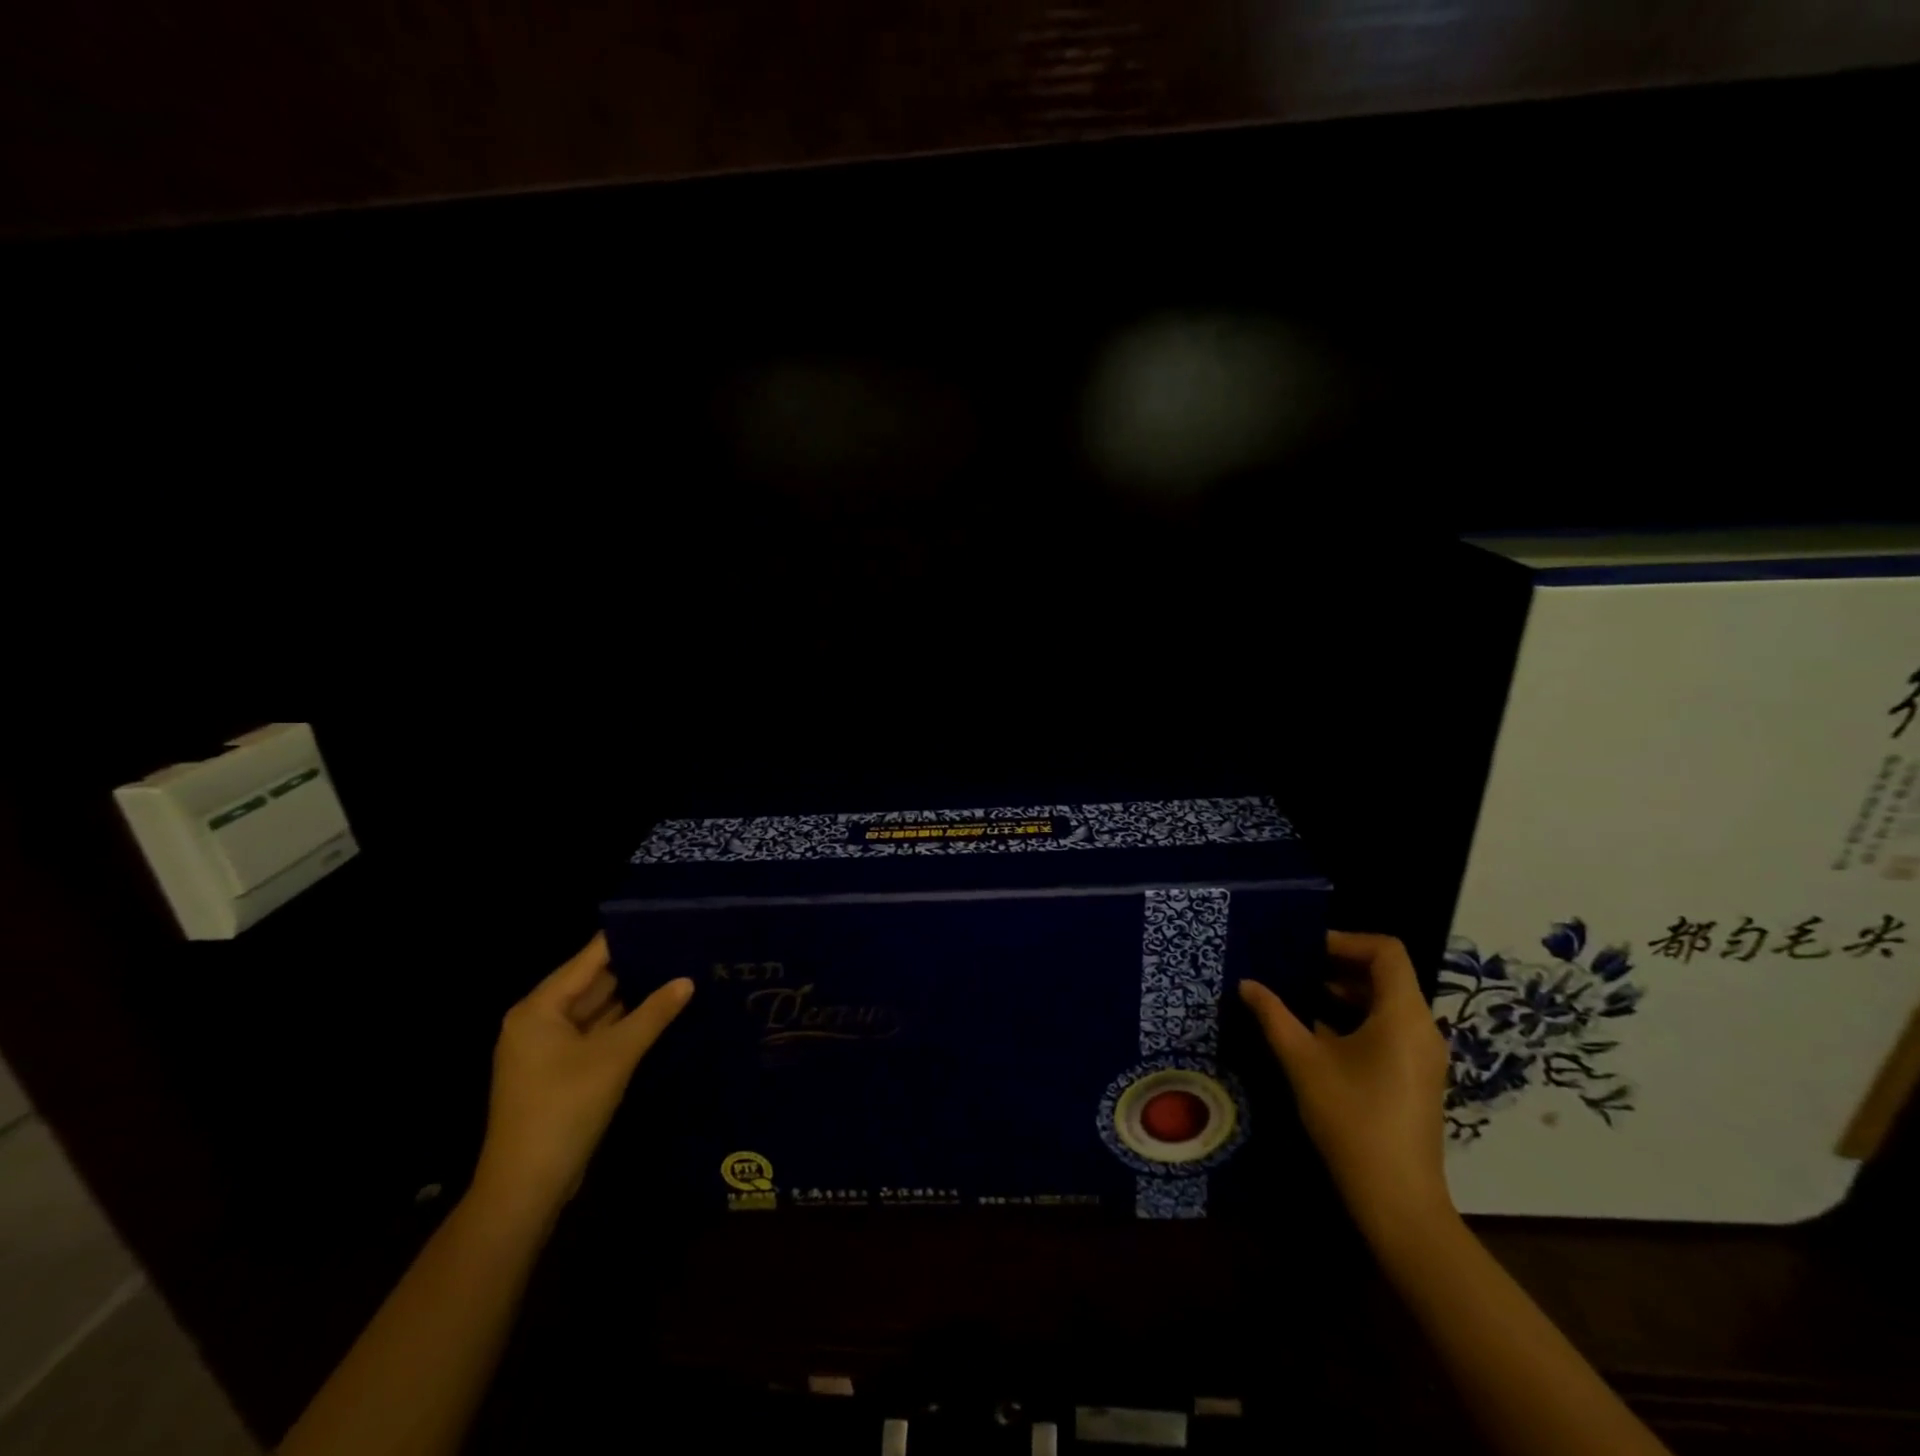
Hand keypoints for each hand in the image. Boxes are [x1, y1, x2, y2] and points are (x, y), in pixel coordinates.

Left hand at [473, 933, 692, 1211]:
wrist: (525, 1188)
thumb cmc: (564, 1109)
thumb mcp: (615, 1056)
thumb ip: (653, 1014)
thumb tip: (687, 980)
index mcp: (539, 1008)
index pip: (589, 959)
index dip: (626, 939)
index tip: (666, 922)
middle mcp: (537, 1021)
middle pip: (592, 983)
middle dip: (634, 969)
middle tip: (681, 949)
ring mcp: (546, 1050)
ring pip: (595, 1011)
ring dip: (631, 999)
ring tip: (677, 975)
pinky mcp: (558, 1073)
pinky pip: (594, 1035)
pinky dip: (622, 1026)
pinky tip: (657, 1015)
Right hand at [1239, 931, 1451, 1240]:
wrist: (1397, 1198)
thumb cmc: (1351, 1118)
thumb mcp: (1302, 1060)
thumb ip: (1274, 1015)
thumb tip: (1247, 984)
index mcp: (1402, 1014)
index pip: (1386, 951)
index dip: (1345, 940)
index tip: (1305, 949)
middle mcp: (1422, 1027)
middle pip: (1388, 974)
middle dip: (1340, 964)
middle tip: (1294, 967)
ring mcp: (1423, 1054)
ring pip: (1388, 1003)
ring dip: (1345, 992)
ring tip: (1299, 996)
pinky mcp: (1417, 1076)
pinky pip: (1390, 1028)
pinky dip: (1356, 1018)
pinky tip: (1318, 1034)